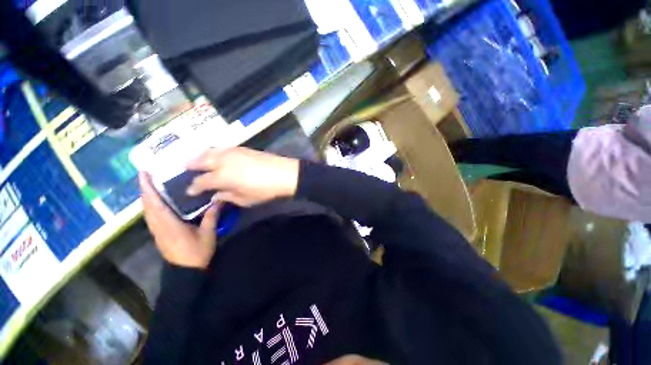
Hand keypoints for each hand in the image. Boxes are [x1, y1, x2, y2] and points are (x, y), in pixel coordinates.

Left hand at [139, 172, 219, 268]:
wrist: (186, 272)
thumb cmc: (197, 252)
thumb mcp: (208, 233)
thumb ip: (212, 215)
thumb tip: (220, 199)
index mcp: (169, 224)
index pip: (155, 203)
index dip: (148, 188)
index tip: (143, 173)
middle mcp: (158, 226)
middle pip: (147, 205)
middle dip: (145, 188)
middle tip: (147, 173)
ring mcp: (156, 230)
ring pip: (146, 210)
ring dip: (146, 196)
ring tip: (150, 183)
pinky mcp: (158, 234)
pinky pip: (150, 216)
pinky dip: (150, 205)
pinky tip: (156, 201)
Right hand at [185, 147, 299, 206]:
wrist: (284, 174)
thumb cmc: (265, 190)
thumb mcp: (244, 199)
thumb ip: (227, 197)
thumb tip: (215, 195)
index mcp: (221, 176)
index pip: (201, 181)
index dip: (194, 187)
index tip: (190, 191)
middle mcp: (223, 161)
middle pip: (200, 160)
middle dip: (191, 165)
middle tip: (185, 169)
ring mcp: (233, 152)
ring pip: (211, 151)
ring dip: (201, 156)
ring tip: (198, 160)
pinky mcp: (243, 148)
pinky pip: (223, 148)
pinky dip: (215, 152)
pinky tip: (218, 156)